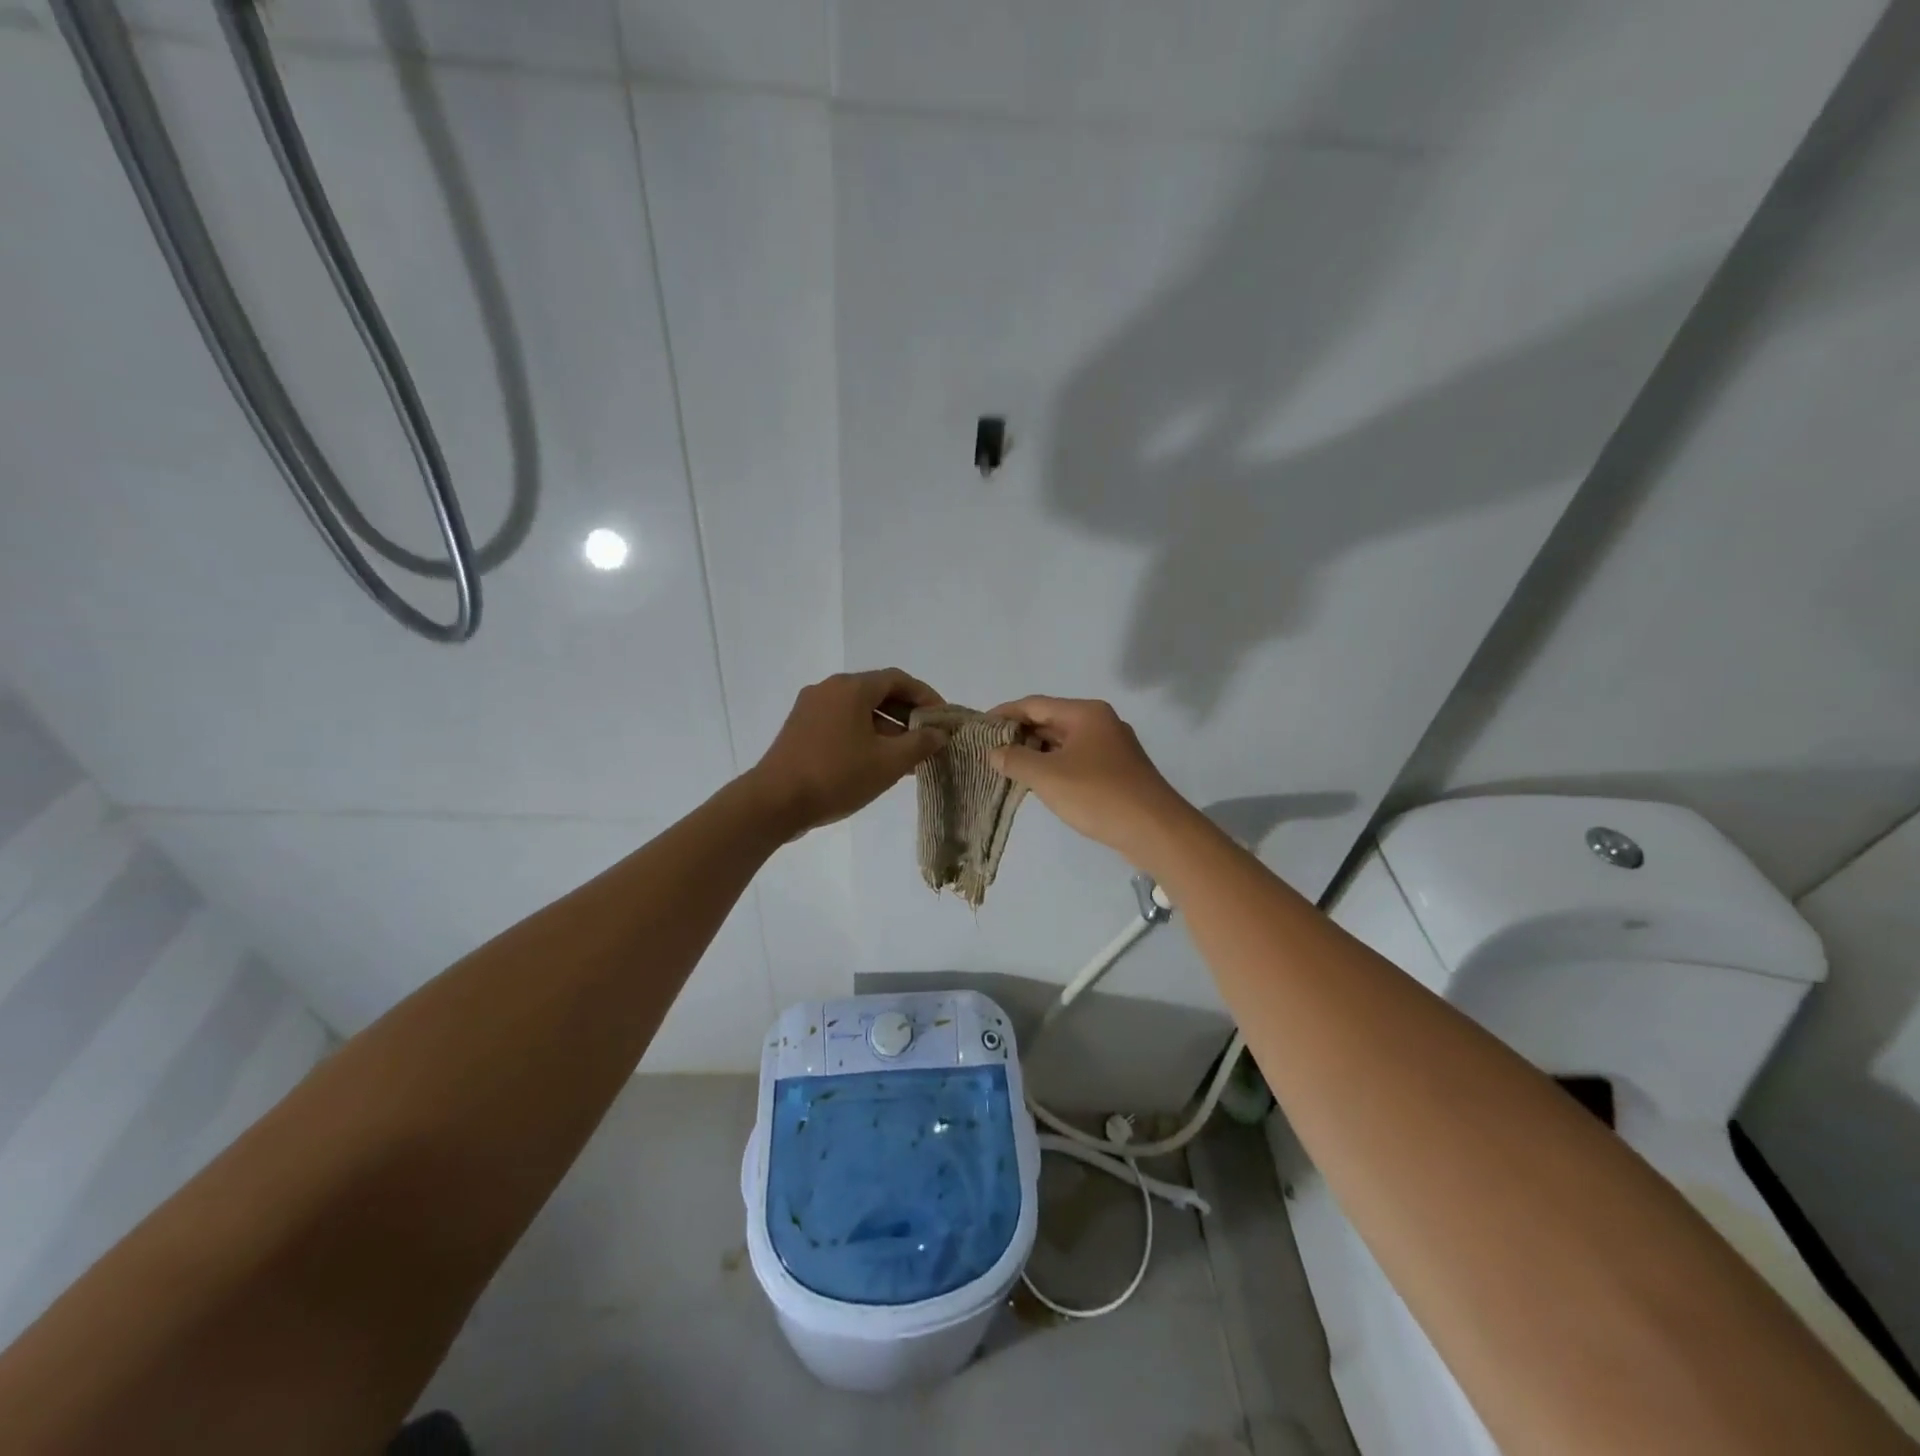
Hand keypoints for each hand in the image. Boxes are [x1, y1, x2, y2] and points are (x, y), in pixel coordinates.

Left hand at [749, 669, 946, 836]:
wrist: (774, 802)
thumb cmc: (837, 776)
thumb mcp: (888, 763)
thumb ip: (920, 744)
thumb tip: (938, 733)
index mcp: (851, 688)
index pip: (898, 680)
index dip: (926, 697)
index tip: (942, 719)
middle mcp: (829, 689)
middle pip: (877, 692)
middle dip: (906, 715)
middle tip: (927, 740)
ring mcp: (810, 708)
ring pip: (858, 710)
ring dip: (886, 728)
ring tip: (905, 758)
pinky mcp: (799, 729)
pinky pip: (841, 723)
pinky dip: (863, 735)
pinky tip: (874, 763)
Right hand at [987, 696, 1193, 862]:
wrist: (1156, 830)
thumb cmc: (1098, 795)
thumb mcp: (1048, 777)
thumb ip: (1016, 759)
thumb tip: (994, 751)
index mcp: (1086, 713)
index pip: (1035, 704)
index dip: (1004, 713)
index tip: (979, 727)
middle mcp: (1100, 722)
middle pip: (1050, 720)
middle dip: (1019, 734)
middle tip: (988, 750)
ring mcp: (1112, 747)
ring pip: (1064, 742)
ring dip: (1036, 753)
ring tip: (1007, 768)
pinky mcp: (1118, 771)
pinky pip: (1077, 760)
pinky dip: (1055, 767)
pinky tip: (1039, 783)